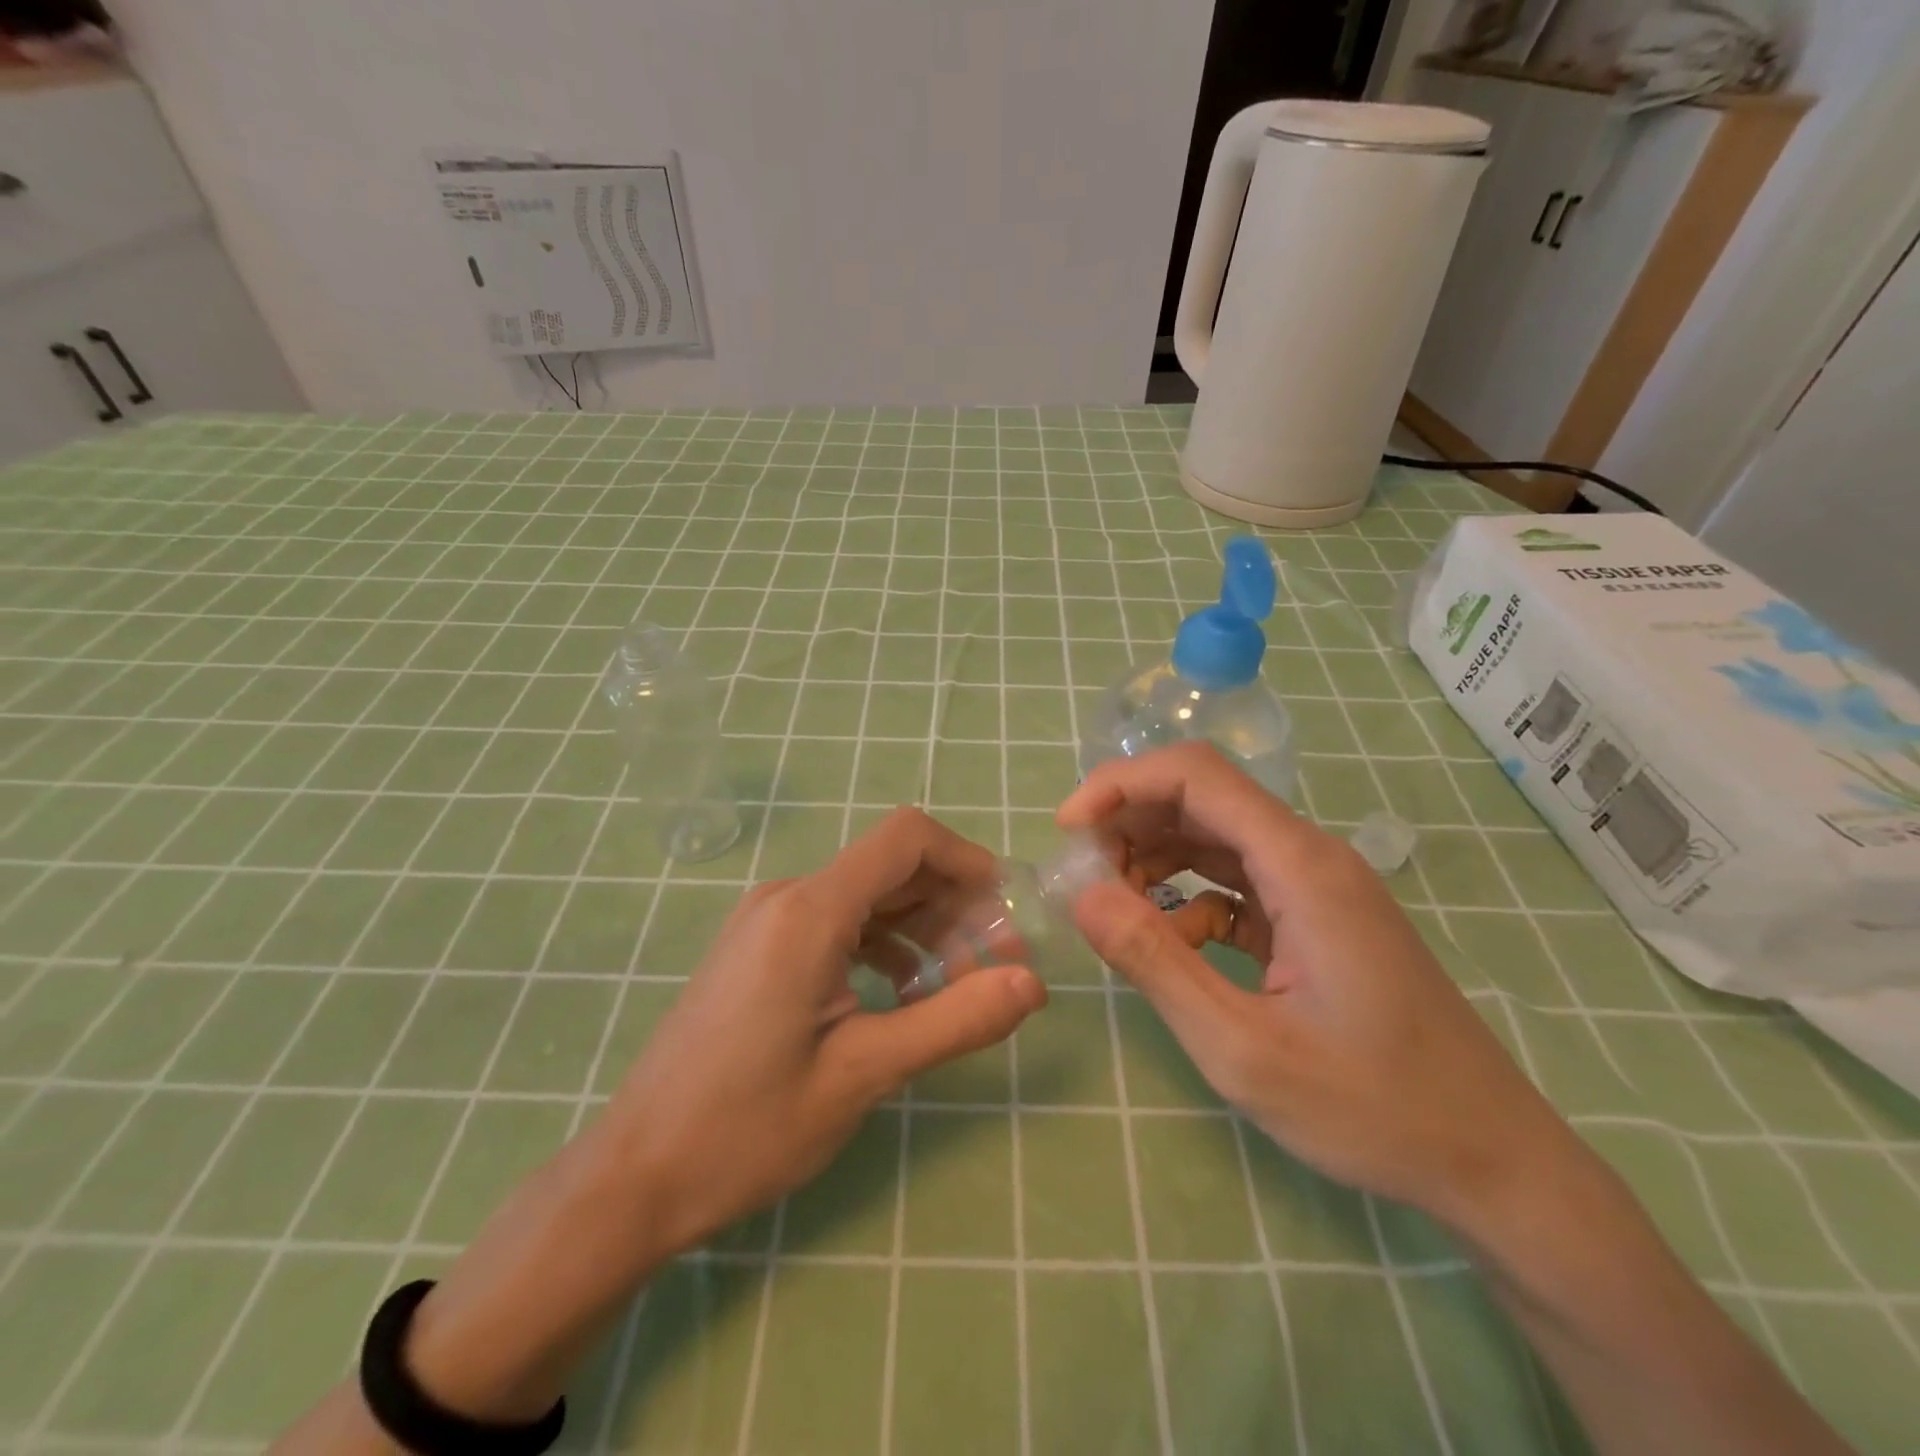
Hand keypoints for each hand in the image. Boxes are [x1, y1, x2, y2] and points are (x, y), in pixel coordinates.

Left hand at [600, 805, 1048, 1255]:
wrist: (635, 1175)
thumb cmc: (746, 1128)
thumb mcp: (863, 1074)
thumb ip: (954, 1020)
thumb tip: (1032, 984)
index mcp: (809, 912)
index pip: (905, 839)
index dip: (966, 859)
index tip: (1005, 909)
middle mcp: (786, 897)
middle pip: (890, 866)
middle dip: (951, 903)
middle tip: (995, 962)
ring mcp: (767, 921)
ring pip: (865, 895)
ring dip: (920, 927)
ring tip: (955, 984)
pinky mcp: (758, 947)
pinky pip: (836, 922)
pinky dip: (881, 943)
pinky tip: (901, 993)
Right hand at [1058, 742, 1576, 1230]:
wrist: (1494, 1162)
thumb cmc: (1372, 1108)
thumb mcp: (1242, 1048)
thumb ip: (1156, 962)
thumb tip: (1082, 894)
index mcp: (1300, 866)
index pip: (1196, 776)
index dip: (1121, 785)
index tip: (1068, 829)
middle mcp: (1311, 857)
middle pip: (1202, 798)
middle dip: (1130, 823)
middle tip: (1084, 877)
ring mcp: (1319, 887)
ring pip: (1217, 838)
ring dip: (1156, 858)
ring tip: (1114, 906)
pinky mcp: (1318, 919)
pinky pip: (1239, 882)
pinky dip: (1191, 897)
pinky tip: (1174, 944)